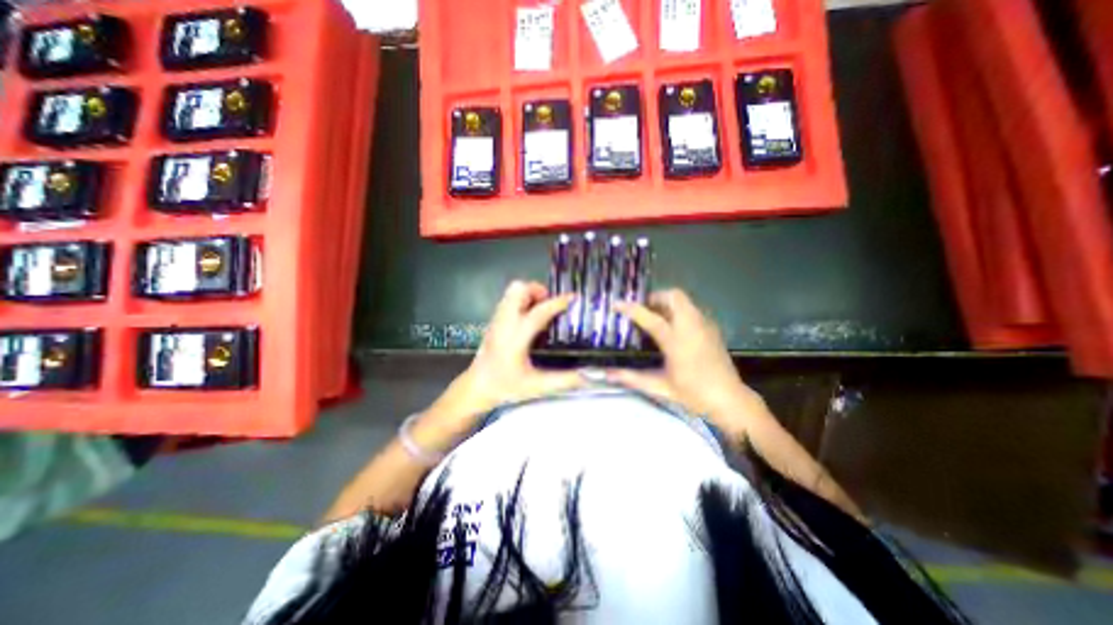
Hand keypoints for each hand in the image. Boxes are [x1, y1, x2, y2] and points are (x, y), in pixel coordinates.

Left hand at [421, 281, 583, 441]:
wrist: (476, 388)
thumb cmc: (506, 387)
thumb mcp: (537, 386)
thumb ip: (565, 380)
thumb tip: (590, 377)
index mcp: (516, 338)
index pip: (538, 312)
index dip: (557, 303)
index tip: (573, 297)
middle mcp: (504, 323)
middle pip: (518, 290)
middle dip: (537, 291)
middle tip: (550, 305)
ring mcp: (496, 320)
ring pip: (511, 292)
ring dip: (529, 294)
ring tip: (541, 310)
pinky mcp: (493, 321)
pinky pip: (508, 299)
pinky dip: (521, 300)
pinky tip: (529, 318)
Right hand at [607, 287, 766, 438]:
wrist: (729, 399)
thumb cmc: (693, 393)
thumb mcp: (660, 387)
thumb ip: (631, 378)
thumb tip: (607, 374)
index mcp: (676, 341)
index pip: (650, 318)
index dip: (631, 308)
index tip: (617, 303)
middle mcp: (691, 327)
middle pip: (673, 297)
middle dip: (655, 297)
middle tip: (643, 309)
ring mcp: (704, 325)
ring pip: (684, 300)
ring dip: (667, 302)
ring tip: (655, 316)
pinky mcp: (712, 328)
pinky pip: (692, 309)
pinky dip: (679, 310)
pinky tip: (673, 327)